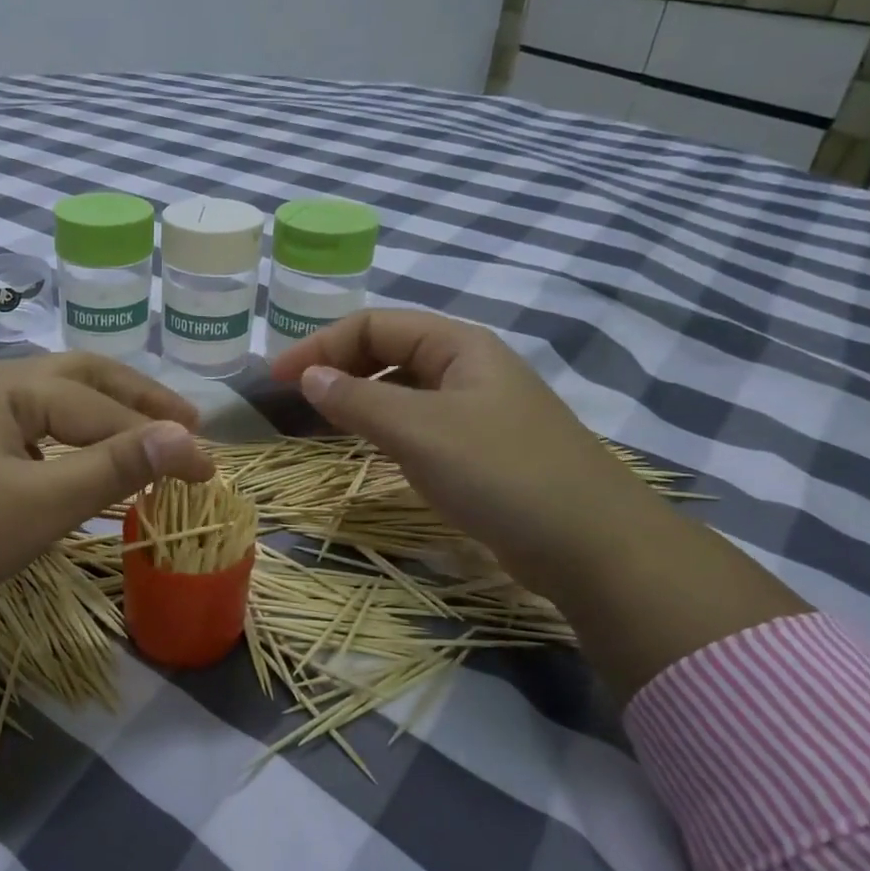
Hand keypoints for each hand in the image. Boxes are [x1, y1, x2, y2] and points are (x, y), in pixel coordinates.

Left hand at [0, 353, 213, 697]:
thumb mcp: (40, 503)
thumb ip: (113, 466)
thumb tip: (185, 439)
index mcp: (10, 386)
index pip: (103, 406)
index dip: (159, 436)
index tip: (209, 469)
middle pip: (80, 378)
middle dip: (137, 398)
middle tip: (186, 422)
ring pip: (53, 401)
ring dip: (103, 414)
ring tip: (145, 434)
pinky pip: (30, 425)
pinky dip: (69, 435)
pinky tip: (80, 455)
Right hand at [272, 309, 650, 591]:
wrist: (592, 545)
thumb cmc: (501, 472)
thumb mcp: (419, 430)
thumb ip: (357, 399)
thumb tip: (308, 376)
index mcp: (458, 345)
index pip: (373, 325)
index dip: (320, 345)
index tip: (277, 378)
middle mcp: (467, 368)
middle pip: (387, 350)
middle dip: (336, 366)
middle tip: (291, 398)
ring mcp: (476, 409)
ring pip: (400, 388)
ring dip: (356, 396)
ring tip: (317, 420)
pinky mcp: (480, 449)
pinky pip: (416, 422)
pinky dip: (382, 426)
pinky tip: (366, 446)